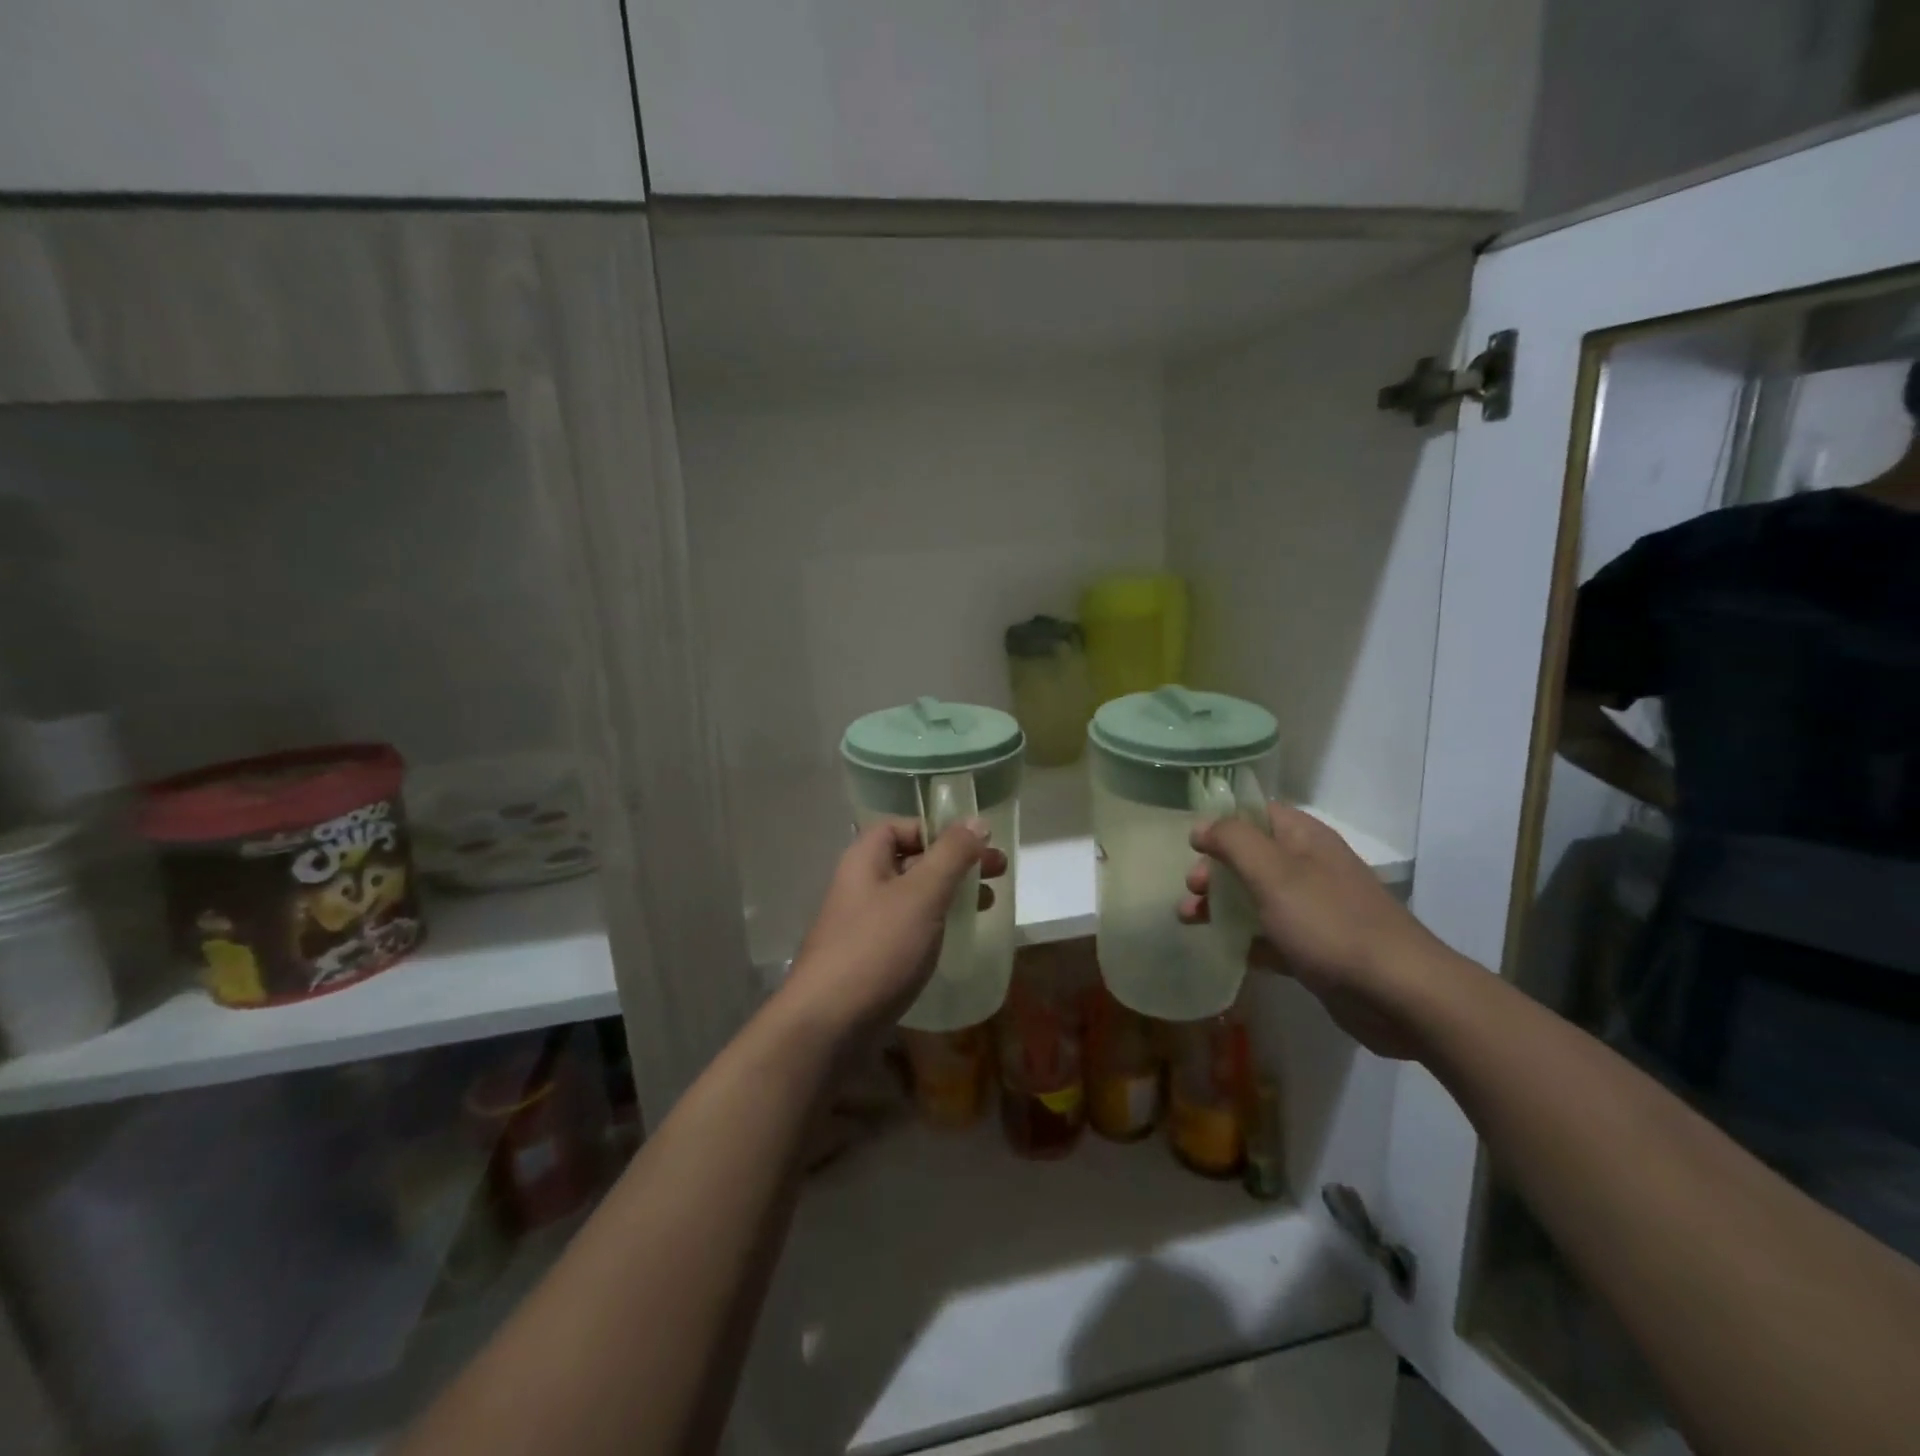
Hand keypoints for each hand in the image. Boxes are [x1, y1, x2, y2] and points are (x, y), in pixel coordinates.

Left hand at [783, 818, 1006, 1045]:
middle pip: (911, 861)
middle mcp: (859, 886)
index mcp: (864, 860)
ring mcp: (861, 925)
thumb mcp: (921, 894)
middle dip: (954, 864)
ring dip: (948, 895)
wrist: (827, 1026)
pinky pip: (906, 930)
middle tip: (997, 873)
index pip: (900, 827)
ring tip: (986, 905)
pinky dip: (934, 926)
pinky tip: (955, 940)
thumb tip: (976, 820)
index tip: (972, 845)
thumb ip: (951, 855)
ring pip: (912, 897)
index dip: (936, 830)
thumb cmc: (877, 948)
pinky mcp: (868, 960)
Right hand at [1178, 804, 1448, 1059]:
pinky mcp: (1316, 950)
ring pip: (1256, 899)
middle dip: (1215, 871)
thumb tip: (1202, 826)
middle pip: (1250, 858)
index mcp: (1305, 839)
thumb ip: (1233, 841)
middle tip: (1192, 890)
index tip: (1191, 844)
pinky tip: (1224, 950)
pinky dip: (1246, 940)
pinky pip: (1270, 937)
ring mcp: (1315, 911)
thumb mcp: (1273, 872)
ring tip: (1189, 921)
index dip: (1222, 823)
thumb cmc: (1329, 922)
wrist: (1398, 994)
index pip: (1257, 814)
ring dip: (1222, 906)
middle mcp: (1310, 868)